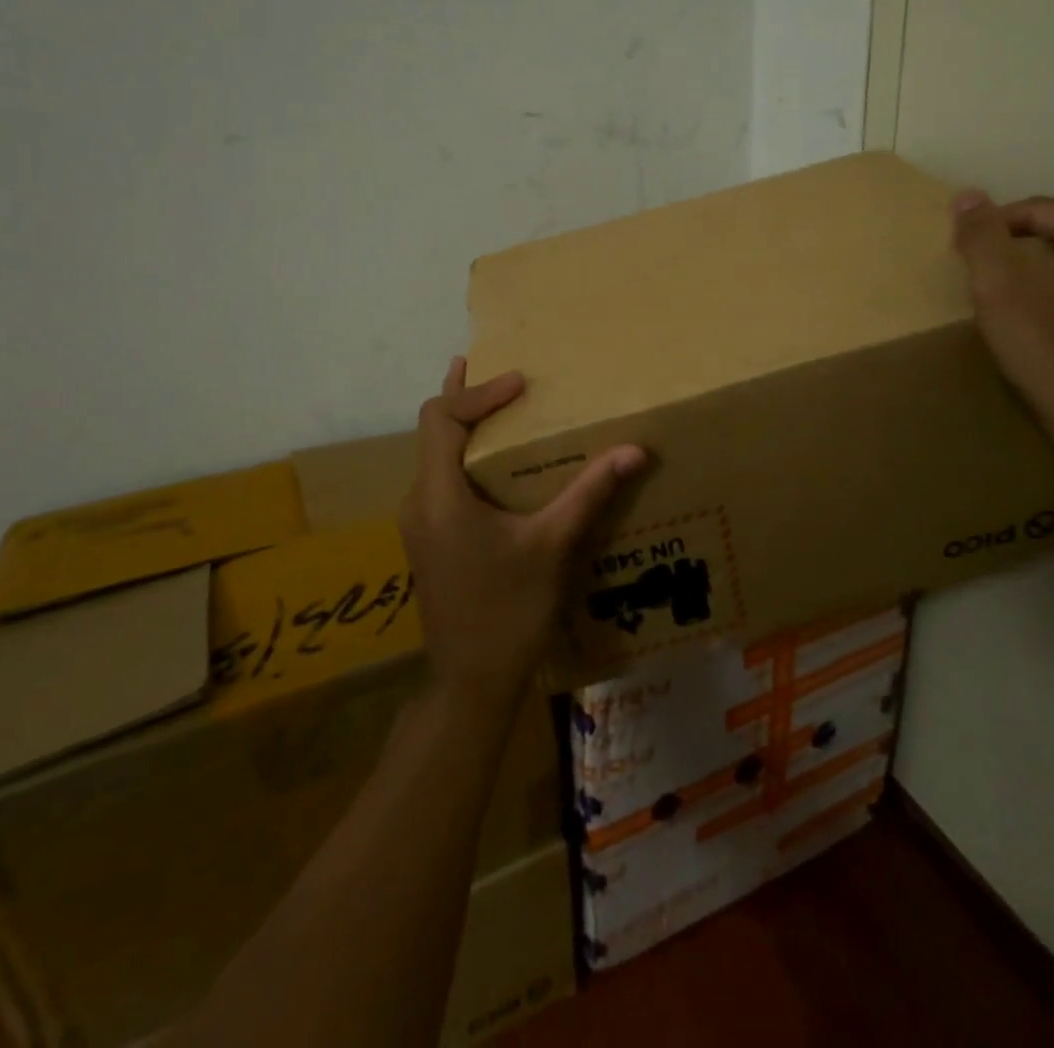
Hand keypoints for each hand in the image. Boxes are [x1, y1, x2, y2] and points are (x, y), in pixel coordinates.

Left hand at [398, 358, 644, 699]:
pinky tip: (494, 466)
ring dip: (464, 428)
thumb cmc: (510, 610)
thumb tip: (634, 450)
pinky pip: (440, 481)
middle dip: (465, 398)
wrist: (471, 682)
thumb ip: (590, 492)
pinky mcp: (429, 540)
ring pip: (434, 457)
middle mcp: (419, 501)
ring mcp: (419, 523)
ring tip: (497, 406)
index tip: (520, 384)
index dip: (477, 392)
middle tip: (496, 370)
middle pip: (432, 432)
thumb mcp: (553, 546)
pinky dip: (464, 458)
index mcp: (439, 495)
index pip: (441, 419)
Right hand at [952, 191, 1053, 467]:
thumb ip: (980, 234)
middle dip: (1022, 255)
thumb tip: (967, 195)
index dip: (992, 232)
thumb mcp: (999, 284)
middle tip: (987, 287)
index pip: (1038, 211)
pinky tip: (1050, 332)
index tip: (965, 261)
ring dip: (1047, 280)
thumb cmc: (1050, 345)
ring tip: (1014, 310)